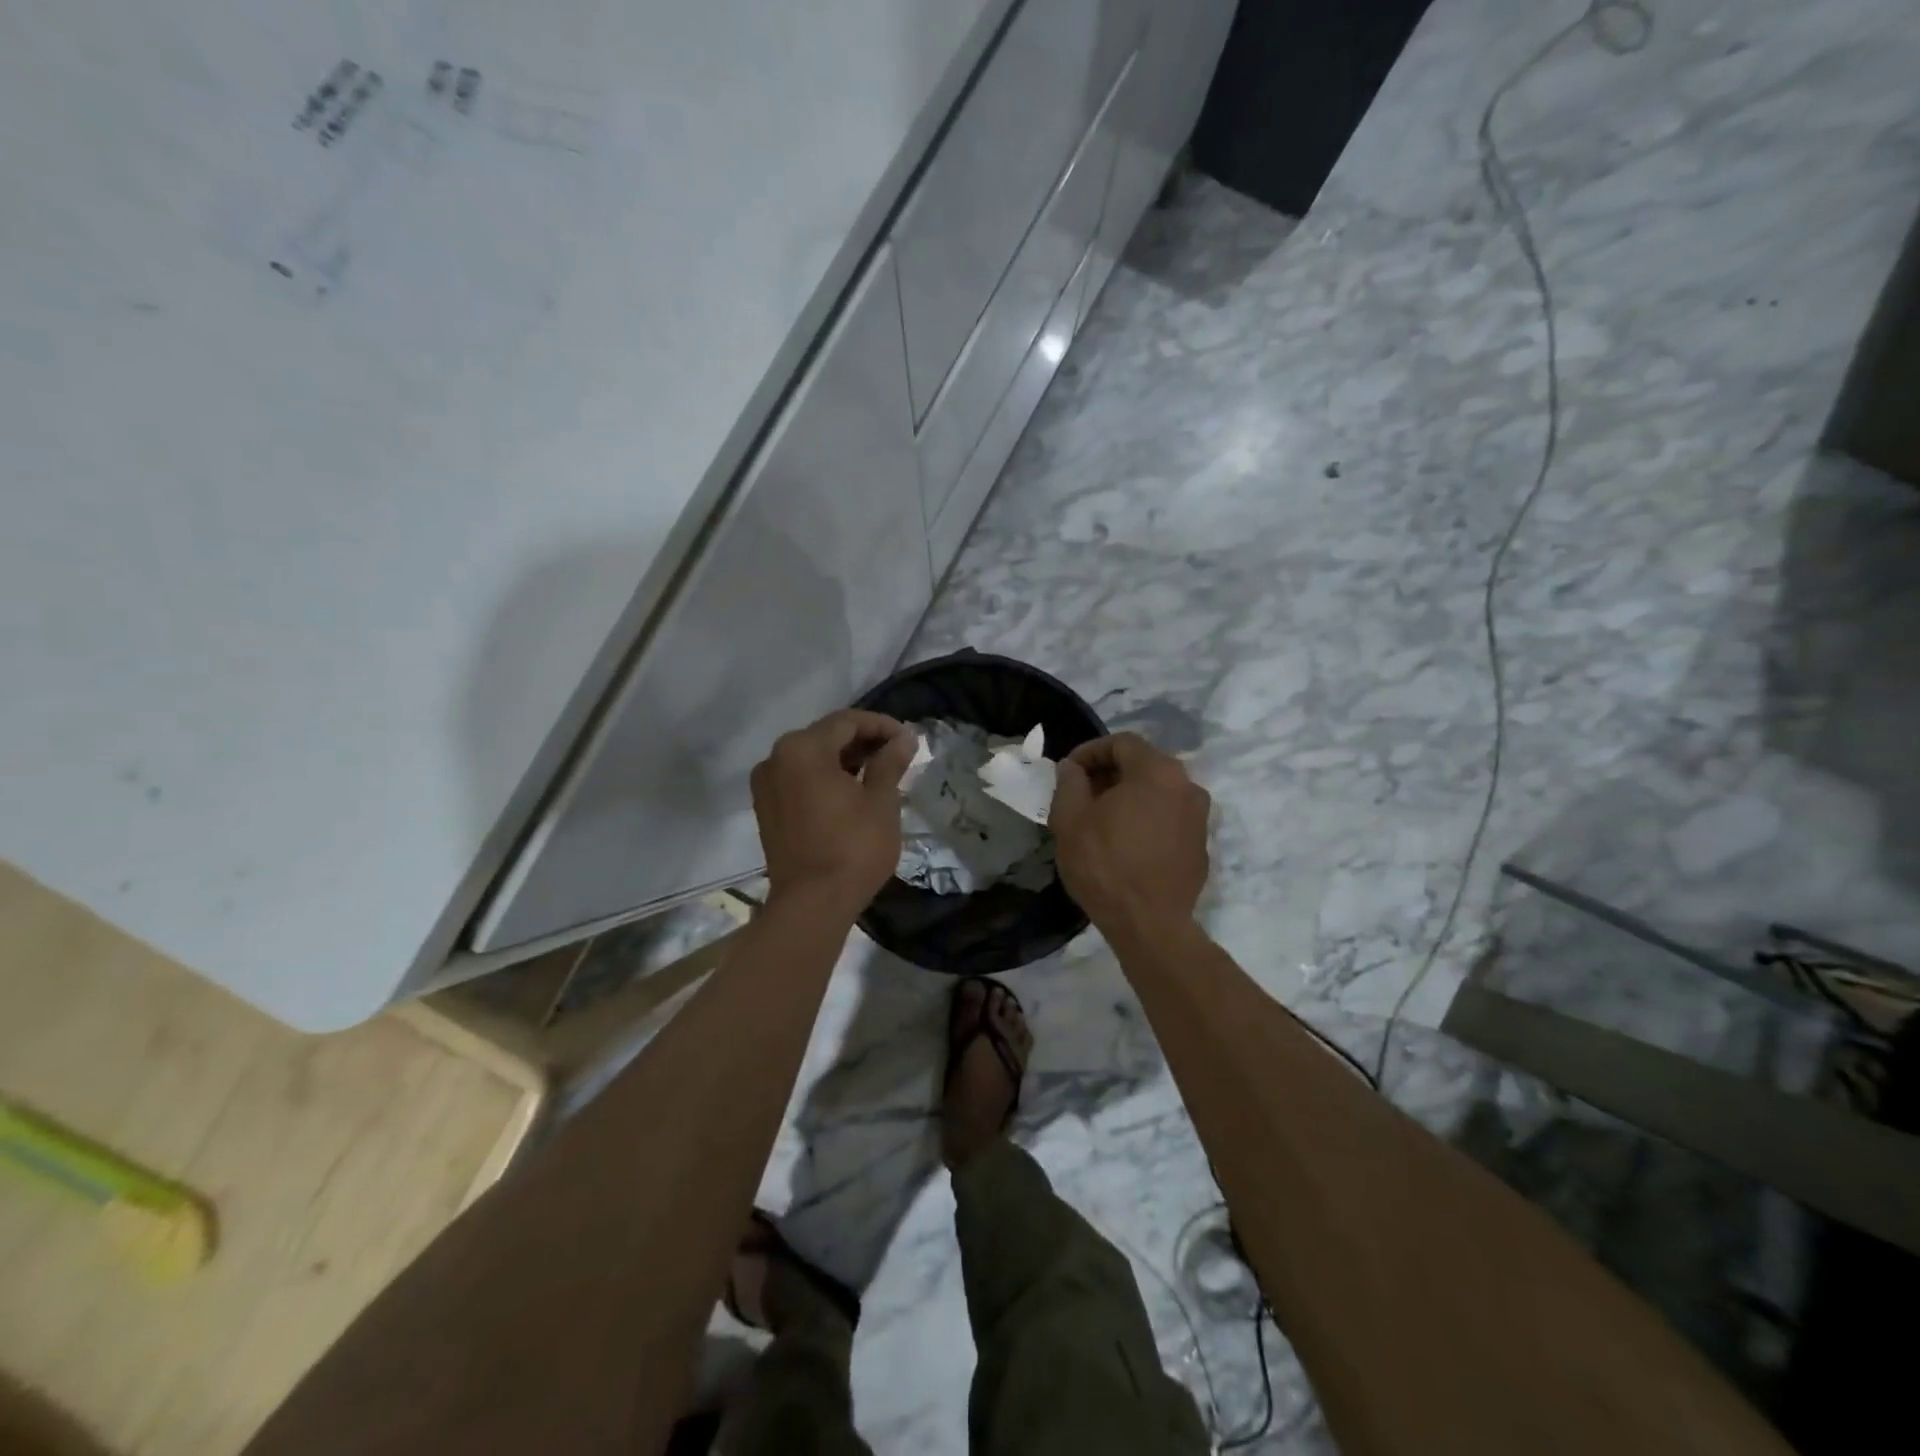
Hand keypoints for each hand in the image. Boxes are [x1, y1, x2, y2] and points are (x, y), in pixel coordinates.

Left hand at [751, 709, 916, 917]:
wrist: (812, 904)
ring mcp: (766, 784)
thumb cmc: (853, 848)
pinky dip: (824, 778)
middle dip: (862, 741)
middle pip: (825, 736)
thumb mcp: (881, 801)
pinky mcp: (766, 808)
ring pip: (810, 758)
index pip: (847, 722)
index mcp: (802, 749)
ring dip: (843, 760)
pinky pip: (798, 779)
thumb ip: (890, 762)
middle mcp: (776, 758)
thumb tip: (904, 738)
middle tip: (896, 754)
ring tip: (878, 773)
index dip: (881, 725)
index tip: (907, 739)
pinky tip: (850, 791)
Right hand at [1049, 733, 1210, 932]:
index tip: (1068, 771)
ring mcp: (1200, 817)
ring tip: (1100, 818)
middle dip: (1109, 773)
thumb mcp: (1070, 820)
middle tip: (1081, 793)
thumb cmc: (1105, 865)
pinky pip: (1169, 818)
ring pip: (1158, 792)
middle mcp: (1187, 786)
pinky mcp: (1201, 845)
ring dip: (1129, 796)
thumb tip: (1072, 768)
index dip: (1090, 751)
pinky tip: (1125, 842)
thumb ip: (1069, 783)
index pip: (1122, 743)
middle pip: (1144, 764)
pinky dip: (1146, 818)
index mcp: (1158, 771)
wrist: (1149, 924)